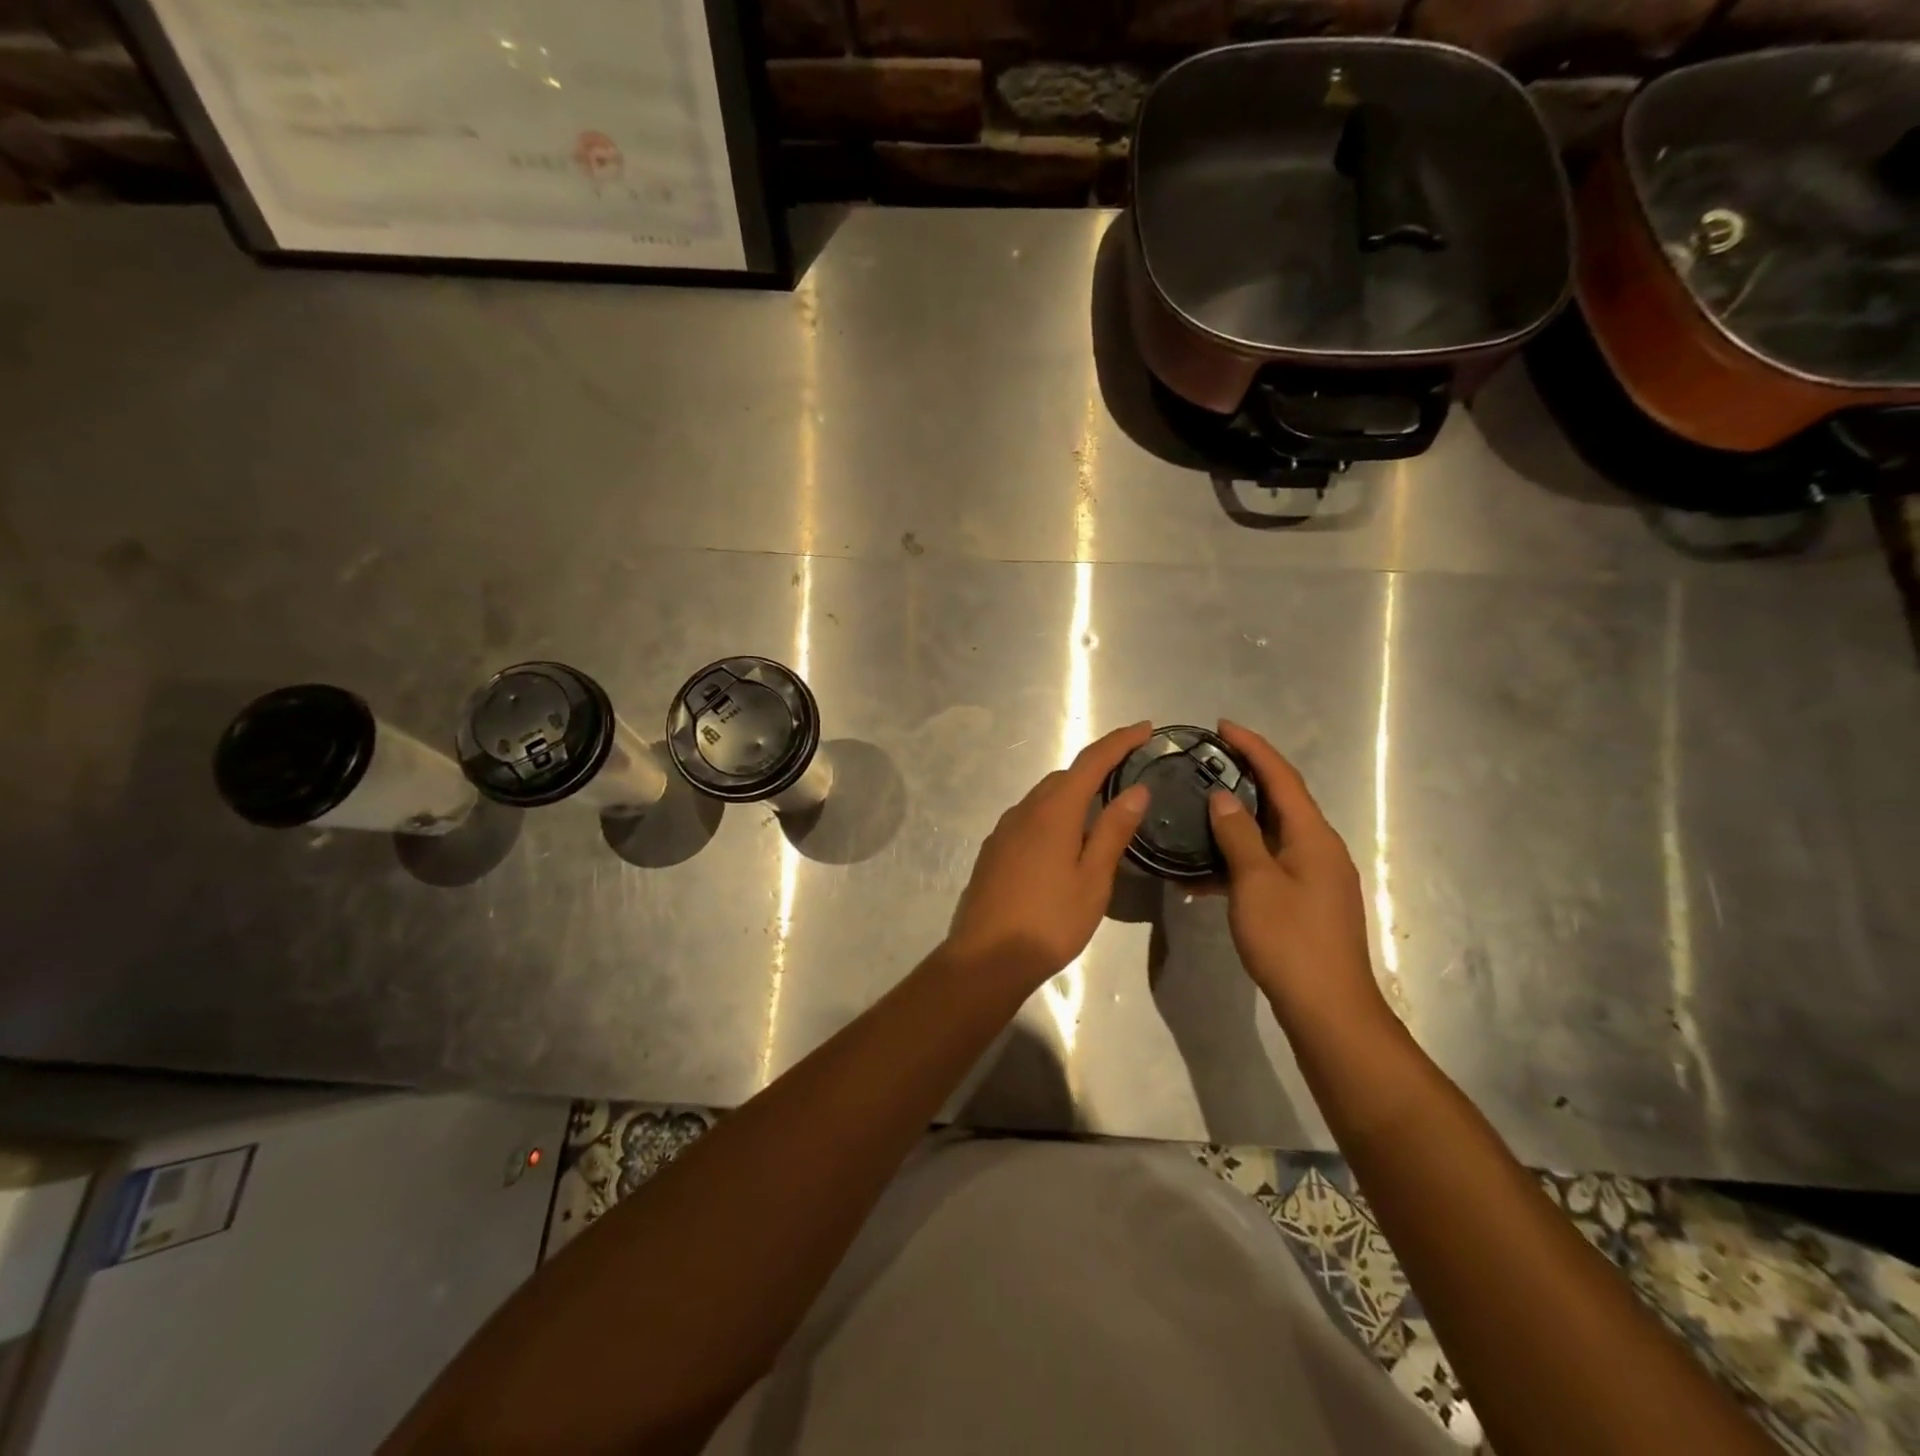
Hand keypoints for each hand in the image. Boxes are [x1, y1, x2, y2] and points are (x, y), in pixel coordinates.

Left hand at [945, 721, 1153, 989]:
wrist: (986, 957)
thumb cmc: (1050, 920)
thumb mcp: (1093, 879)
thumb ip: (1114, 831)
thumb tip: (1137, 789)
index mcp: (1053, 811)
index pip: (1091, 762)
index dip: (1119, 742)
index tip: (1145, 728)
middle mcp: (1025, 810)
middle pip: (1065, 776)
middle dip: (1098, 766)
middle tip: (1130, 770)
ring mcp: (1004, 830)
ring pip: (1044, 796)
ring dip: (1074, 791)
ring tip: (1103, 804)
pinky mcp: (994, 850)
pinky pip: (1029, 817)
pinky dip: (1054, 813)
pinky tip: (1066, 838)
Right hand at [1206, 721, 1390, 1028]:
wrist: (1328, 1010)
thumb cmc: (1291, 941)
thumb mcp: (1256, 883)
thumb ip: (1238, 836)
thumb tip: (1223, 796)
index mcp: (1313, 836)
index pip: (1282, 777)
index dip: (1253, 748)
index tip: (1222, 725)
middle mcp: (1319, 849)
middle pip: (1280, 800)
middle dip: (1244, 777)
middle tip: (1205, 763)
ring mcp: (1314, 877)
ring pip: (1270, 835)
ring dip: (1236, 822)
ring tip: (1197, 812)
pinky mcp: (1304, 901)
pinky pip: (1267, 865)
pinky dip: (1238, 860)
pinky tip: (1203, 875)